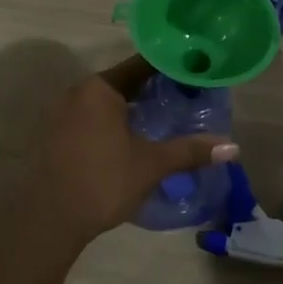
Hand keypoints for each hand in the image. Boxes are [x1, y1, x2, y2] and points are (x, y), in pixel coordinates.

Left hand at [26, 57, 238, 249]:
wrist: (50, 218)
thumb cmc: (102, 181)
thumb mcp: (151, 164)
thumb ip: (190, 150)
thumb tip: (232, 146)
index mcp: (101, 87)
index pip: (142, 65)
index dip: (171, 67)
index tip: (197, 72)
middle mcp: (79, 91)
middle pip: (124, 81)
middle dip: (155, 89)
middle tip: (188, 97)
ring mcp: (63, 113)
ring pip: (108, 101)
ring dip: (134, 107)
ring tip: (167, 117)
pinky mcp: (57, 134)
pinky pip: (94, 117)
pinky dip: (116, 122)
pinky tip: (135, 138)